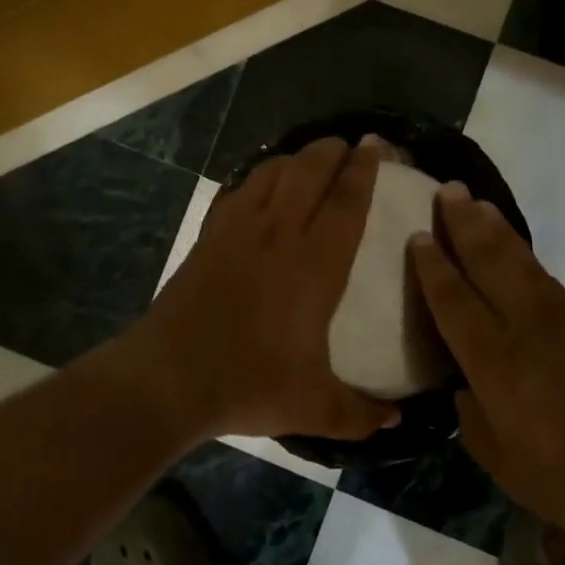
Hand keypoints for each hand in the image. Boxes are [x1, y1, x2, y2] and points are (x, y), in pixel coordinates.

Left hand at [132, 136, 400, 441]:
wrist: (167, 378)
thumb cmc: (246, 383)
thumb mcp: (313, 409)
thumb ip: (361, 415)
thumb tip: (397, 421)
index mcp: (314, 265)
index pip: (346, 201)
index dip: (365, 169)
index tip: (377, 146)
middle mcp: (278, 233)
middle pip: (309, 170)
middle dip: (333, 149)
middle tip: (351, 144)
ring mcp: (238, 229)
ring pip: (272, 171)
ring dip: (296, 158)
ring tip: (311, 160)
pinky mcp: (209, 235)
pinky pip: (240, 189)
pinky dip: (259, 176)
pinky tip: (263, 187)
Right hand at [409, 184, 564, 553]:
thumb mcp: (511, 471)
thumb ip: (477, 426)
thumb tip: (465, 394)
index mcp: (497, 363)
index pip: (454, 301)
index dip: (433, 267)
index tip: (418, 235)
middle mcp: (529, 328)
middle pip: (490, 262)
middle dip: (465, 224)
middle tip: (449, 190)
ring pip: (523, 264)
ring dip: (498, 232)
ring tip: (480, 205)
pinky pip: (551, 283)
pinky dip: (528, 262)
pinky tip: (522, 262)